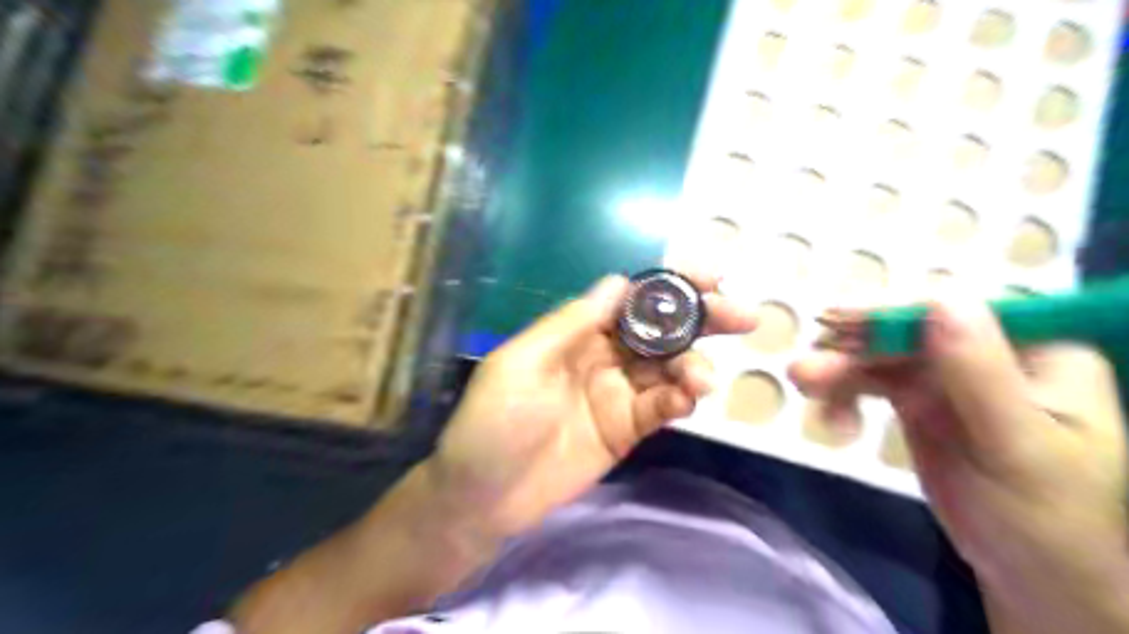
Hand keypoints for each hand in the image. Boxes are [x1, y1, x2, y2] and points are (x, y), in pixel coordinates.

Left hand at [427, 272, 751, 538]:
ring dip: (693, 365)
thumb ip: (572, 323)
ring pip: (668, 368)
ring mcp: (618, 393)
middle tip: (741, 316)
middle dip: (700, 319)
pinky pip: (660, 407)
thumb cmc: (494, 421)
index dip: (668, 286)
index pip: (631, 300)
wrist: (483, 495)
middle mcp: (604, 356)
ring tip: (702, 378)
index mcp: (577, 332)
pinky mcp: (627, 429)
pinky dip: (680, 398)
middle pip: (660, 330)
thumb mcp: (523, 362)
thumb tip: (618, 281)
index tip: (709, 275)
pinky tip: (689, 398)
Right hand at [788, 300, 1124, 630]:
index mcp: (1037, 350)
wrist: (1028, 574)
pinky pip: (870, 383)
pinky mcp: (916, 400)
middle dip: (854, 347)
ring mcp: (948, 376)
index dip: (894, 310)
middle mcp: (988, 352)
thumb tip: (940, 299)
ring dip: (839, 370)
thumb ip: (979, 374)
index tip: (836, 318)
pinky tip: (835, 423)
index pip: (958, 310)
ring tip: (803, 386)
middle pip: (908, 331)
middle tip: (804, 369)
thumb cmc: (1045, 518)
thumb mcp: (1016, 447)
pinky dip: (844, 396)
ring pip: (881, 355)